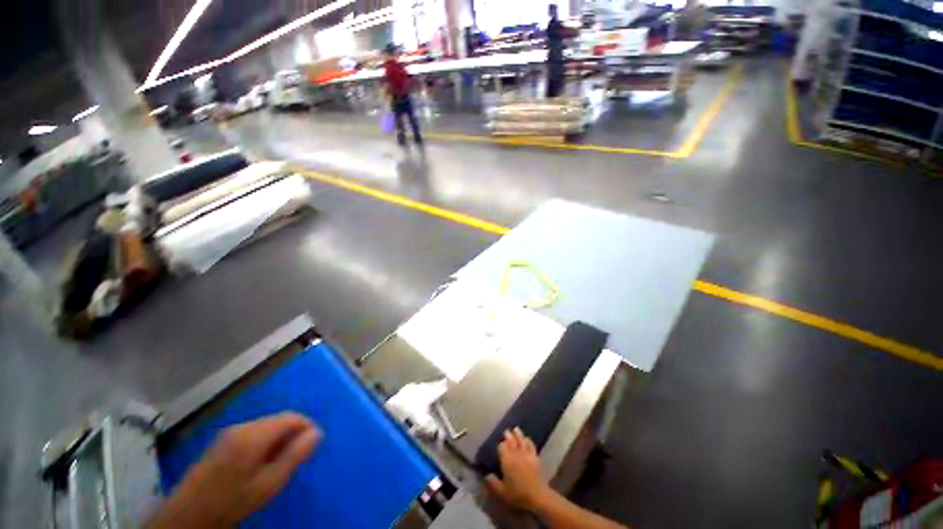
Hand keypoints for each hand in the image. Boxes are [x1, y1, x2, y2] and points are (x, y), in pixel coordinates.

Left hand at [148, 413, 320, 528]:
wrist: (187, 518)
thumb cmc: (232, 502)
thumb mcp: (269, 483)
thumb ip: (295, 455)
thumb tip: (317, 432)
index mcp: (254, 434)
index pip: (291, 417)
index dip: (307, 426)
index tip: (313, 445)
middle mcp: (242, 427)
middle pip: (278, 420)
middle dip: (292, 435)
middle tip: (296, 459)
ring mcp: (229, 433)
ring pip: (266, 427)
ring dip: (278, 440)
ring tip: (279, 464)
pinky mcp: (221, 442)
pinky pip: (253, 434)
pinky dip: (264, 444)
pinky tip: (260, 465)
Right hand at [485, 427, 550, 510]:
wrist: (537, 495)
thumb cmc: (517, 494)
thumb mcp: (502, 492)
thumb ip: (493, 483)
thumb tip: (486, 475)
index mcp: (506, 460)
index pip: (502, 447)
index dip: (501, 445)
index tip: (499, 443)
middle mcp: (516, 453)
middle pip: (511, 441)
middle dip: (508, 436)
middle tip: (506, 431)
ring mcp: (526, 454)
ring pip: (521, 440)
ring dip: (518, 434)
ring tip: (516, 429)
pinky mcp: (535, 456)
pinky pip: (531, 445)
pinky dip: (528, 440)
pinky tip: (527, 438)